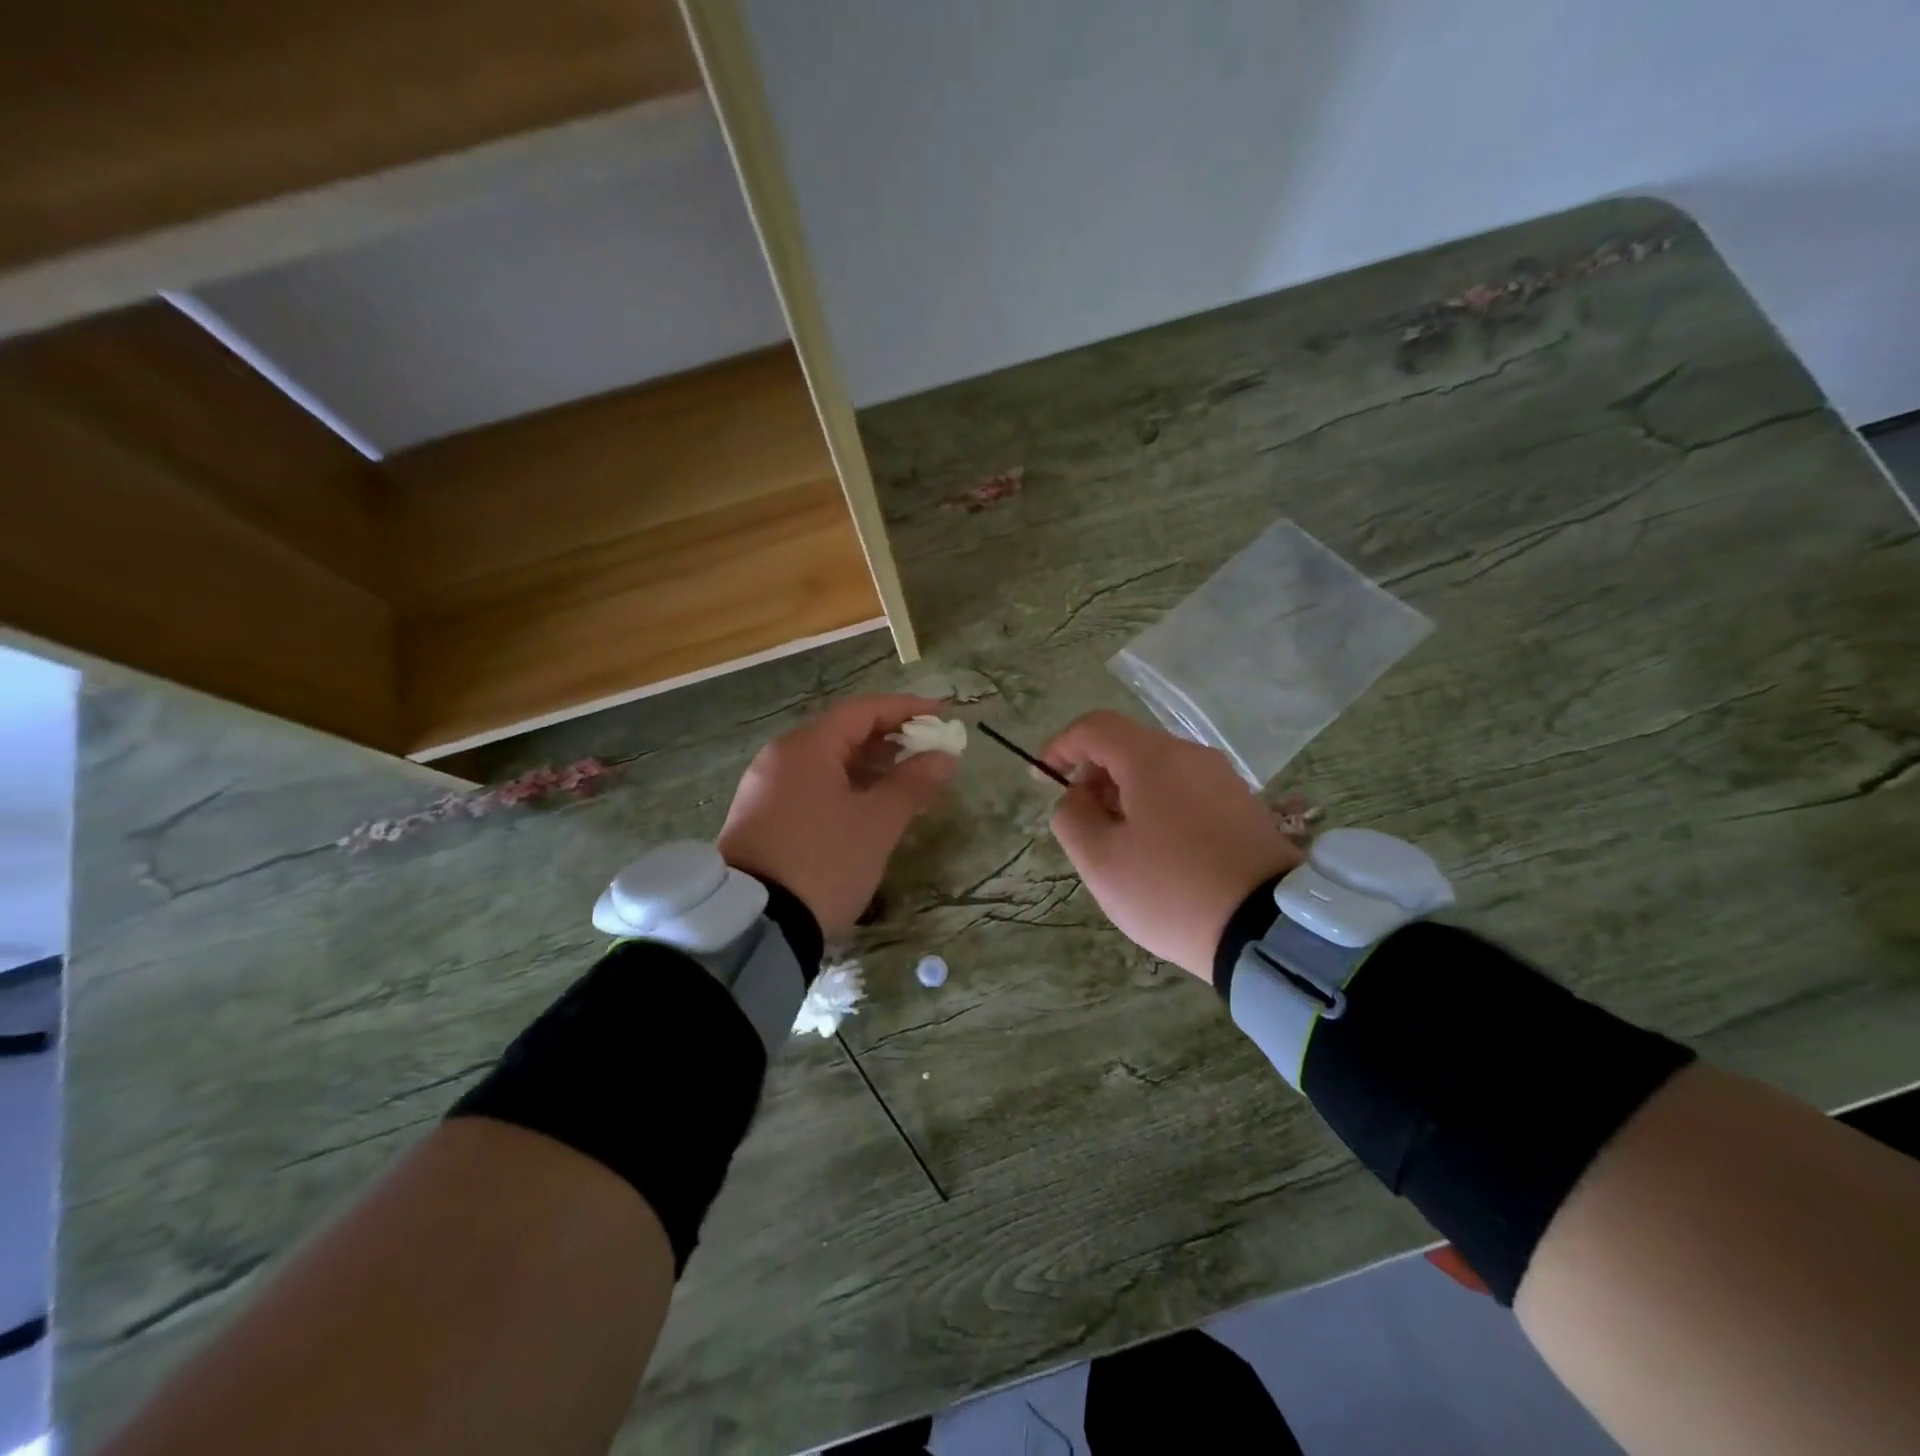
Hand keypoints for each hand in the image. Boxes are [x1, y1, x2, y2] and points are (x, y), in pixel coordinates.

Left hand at [718, 695, 957, 936]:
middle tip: (928, 753)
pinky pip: (811, 785)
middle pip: (842, 733)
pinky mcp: (761, 816)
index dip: (906, 709)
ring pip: (826, 762)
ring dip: (869, 766)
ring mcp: (766, 787)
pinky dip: (845, 786)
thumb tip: (943, 756)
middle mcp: (780, 757)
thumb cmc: (824, 862)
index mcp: (806, 747)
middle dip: (890, 739)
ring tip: (907, 783)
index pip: (863, 711)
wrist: (757, 925)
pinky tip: (869, 807)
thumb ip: (912, 784)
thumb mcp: (876, 824)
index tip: (942, 715)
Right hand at [1041, 711, 1302, 980]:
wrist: (1266, 928)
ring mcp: (1224, 780)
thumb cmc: (1171, 890)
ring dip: (1124, 795)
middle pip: (1128, 747)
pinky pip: (1185, 792)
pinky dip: (1156, 807)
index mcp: (1154, 759)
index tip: (1041, 778)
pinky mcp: (1243, 807)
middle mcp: (1192, 756)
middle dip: (1093, 776)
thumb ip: (1072, 817)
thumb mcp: (1101, 860)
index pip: (1095, 727)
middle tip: (1082, 823)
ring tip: (1119, 845)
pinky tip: (1157, 852)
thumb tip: (1076, 797)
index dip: (1060, 746)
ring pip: (1157, 771)